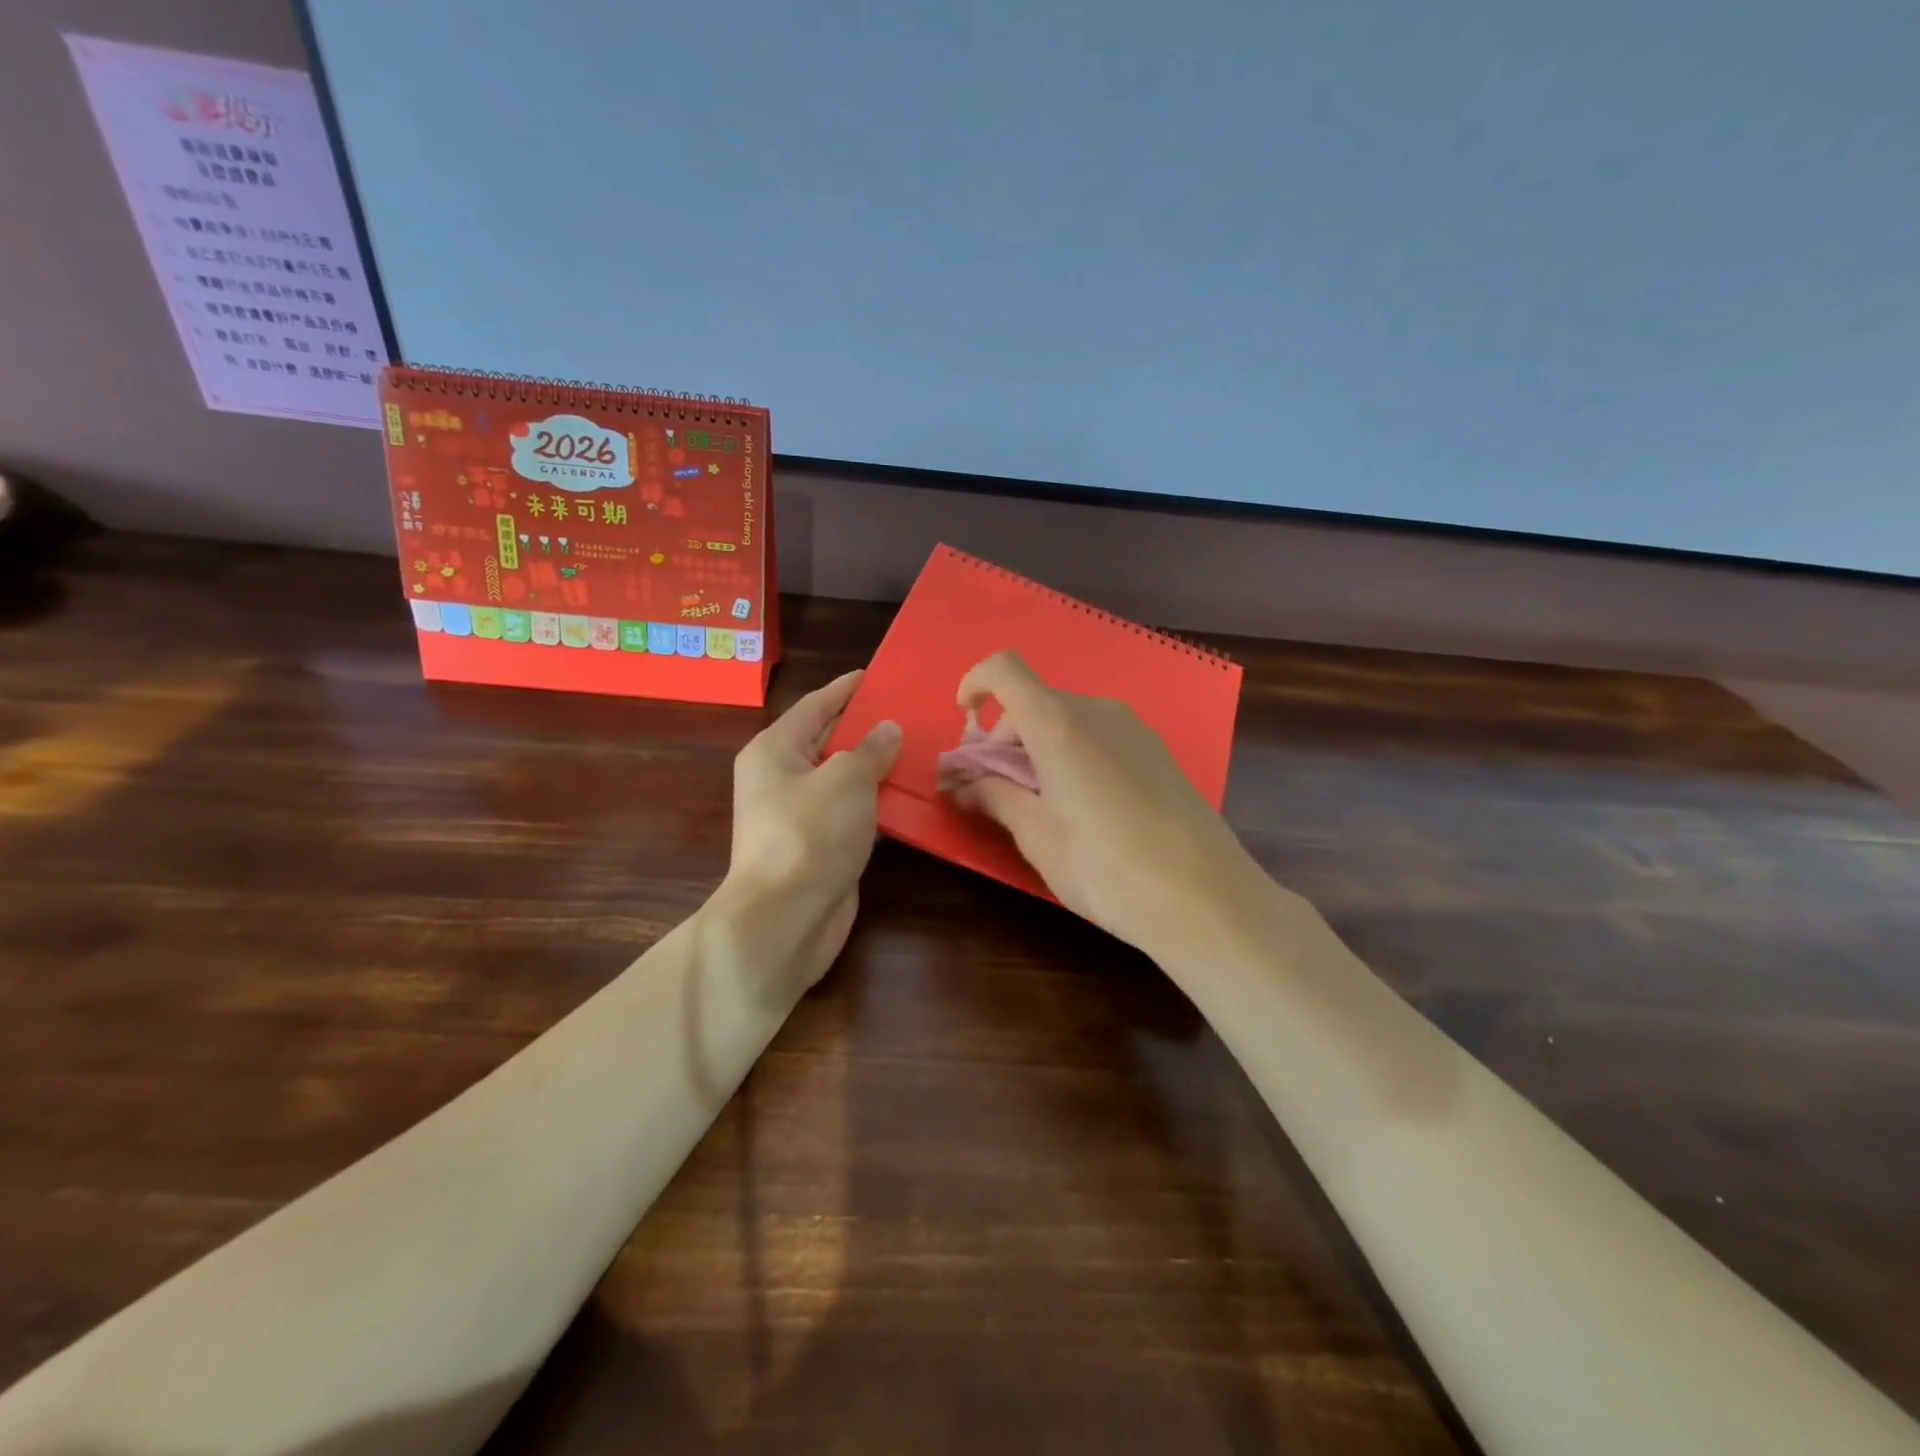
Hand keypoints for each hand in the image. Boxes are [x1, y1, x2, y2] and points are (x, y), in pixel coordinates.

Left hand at [718, 670, 901, 990]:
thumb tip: (888, 730)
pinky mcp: (819, 847)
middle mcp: (781, 778)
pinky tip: (909, 795)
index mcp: (775, 750)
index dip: (846, 688)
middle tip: (910, 710)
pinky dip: (876, 802)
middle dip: (866, 727)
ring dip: (876, 767)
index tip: (876, 674)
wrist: (785, 918)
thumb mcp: (846, 779)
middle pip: (829, 741)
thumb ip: (871, 749)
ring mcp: (799, 816)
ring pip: (843, 780)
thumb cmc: (810, 833)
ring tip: (920, 748)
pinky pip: (852, 812)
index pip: (816, 706)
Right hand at [947, 651, 1260, 959]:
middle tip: (994, 792)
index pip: (1004, 669)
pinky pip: (1098, 735)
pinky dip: (1072, 754)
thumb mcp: (1037, 836)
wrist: (1205, 897)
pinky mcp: (1157, 751)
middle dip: (1003, 739)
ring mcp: (1133, 728)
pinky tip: (1084, 808)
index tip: (964, 723)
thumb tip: (962, 785)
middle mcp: (1097, 710)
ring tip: (1040, 807)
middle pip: (1034, 702)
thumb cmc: (1106, 868)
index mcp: (1058, 722)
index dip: (975, 684)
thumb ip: (994, 797)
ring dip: (1037, 749)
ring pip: (1067, 720)